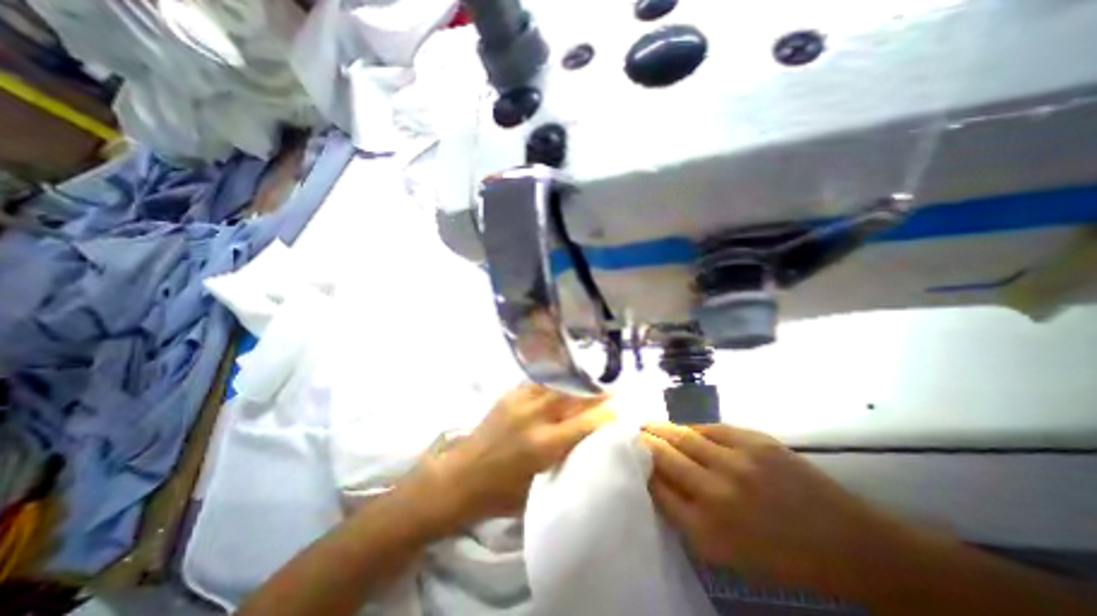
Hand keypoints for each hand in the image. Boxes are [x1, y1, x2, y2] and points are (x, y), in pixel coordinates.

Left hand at [410, 383, 615, 531]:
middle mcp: (535, 415)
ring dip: (577, 387)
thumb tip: (588, 444)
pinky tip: (562, 387)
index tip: (619, 412)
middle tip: (611, 393)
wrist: (459, 477)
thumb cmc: (500, 493)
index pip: (585, 423)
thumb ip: (565, 460)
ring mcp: (521, 400)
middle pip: (574, 397)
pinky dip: (556, 385)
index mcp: (543, 444)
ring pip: (558, 385)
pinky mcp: (510, 394)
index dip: (605, 416)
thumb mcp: (538, 486)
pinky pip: (540, 383)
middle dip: (596, 395)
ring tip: (590, 387)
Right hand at [645, 423, 919, 591]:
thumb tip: (657, 482)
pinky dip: (692, 427)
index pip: (656, 489)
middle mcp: (716, 493)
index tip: (628, 456)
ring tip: (648, 423)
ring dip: (661, 428)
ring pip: (683, 436)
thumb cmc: (781, 557)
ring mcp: (736, 462)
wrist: (848, 544)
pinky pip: (710, 428)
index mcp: (707, 531)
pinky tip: (685, 427)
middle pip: (664, 456)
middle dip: (643, 442)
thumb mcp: (726, 553)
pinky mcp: (755, 442)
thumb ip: (686, 517)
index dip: (639, 468)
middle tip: (631, 433)